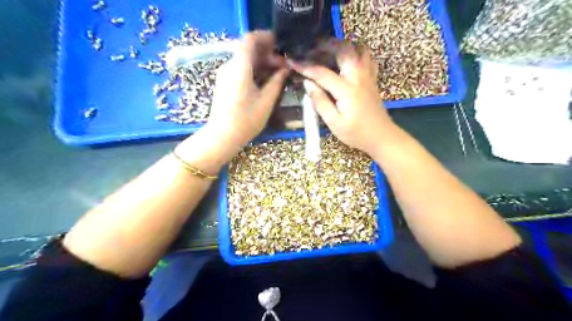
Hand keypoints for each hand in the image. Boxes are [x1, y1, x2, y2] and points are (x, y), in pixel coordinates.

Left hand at [205, 30, 287, 148]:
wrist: (222, 137)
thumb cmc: (246, 120)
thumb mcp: (266, 101)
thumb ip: (277, 81)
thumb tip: (285, 69)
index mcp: (239, 67)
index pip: (249, 39)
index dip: (265, 37)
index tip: (280, 43)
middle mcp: (229, 66)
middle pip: (248, 50)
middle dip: (267, 53)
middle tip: (284, 65)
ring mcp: (225, 75)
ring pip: (245, 60)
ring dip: (262, 63)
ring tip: (278, 74)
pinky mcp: (225, 84)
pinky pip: (241, 70)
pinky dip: (254, 70)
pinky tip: (266, 81)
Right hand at [292, 41, 395, 155]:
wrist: (381, 137)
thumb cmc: (356, 134)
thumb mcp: (334, 123)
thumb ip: (320, 102)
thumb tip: (308, 84)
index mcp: (346, 90)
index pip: (322, 73)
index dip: (305, 66)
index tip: (292, 60)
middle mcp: (358, 77)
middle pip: (344, 50)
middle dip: (326, 44)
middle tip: (312, 46)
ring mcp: (368, 76)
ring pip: (358, 49)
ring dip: (343, 45)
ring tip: (329, 49)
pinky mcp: (372, 79)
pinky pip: (366, 58)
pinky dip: (356, 52)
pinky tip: (347, 59)